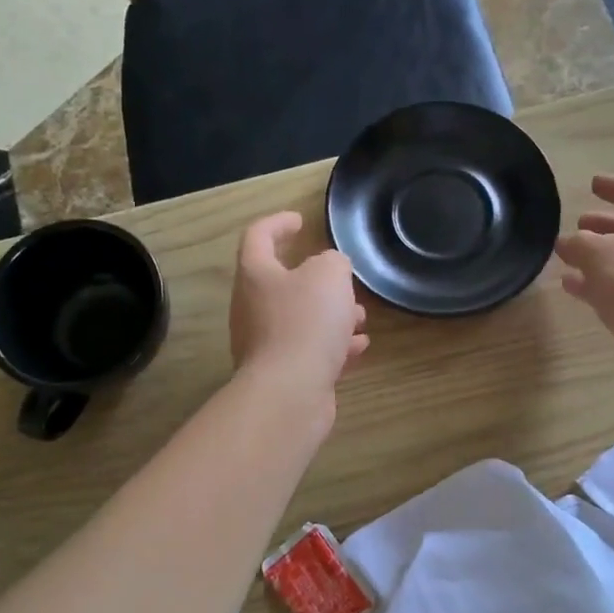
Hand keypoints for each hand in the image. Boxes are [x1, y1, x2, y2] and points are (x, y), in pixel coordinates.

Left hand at [230, 212, 368, 406]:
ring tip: (361, 318)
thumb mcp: (329, 276)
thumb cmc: (306, 322)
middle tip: (344, 282)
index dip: (278, 223)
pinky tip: (359, 349)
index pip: (258, 236)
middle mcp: (253, 307)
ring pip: (300, 319)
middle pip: (283, 283)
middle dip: (319, 282)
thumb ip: (333, 262)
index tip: (300, 220)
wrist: (289, 392)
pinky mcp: (283, 374)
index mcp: (256, 275)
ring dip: (331, 316)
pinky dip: (334, 346)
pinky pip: (310, 351)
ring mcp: (265, 344)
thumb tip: (330, 269)